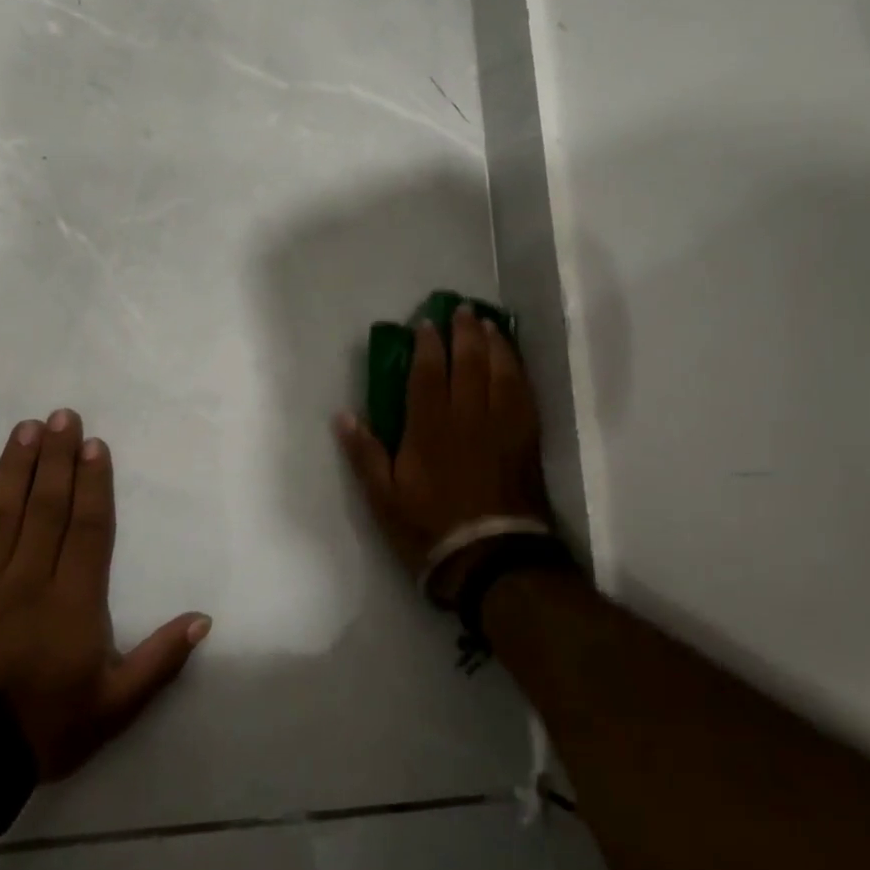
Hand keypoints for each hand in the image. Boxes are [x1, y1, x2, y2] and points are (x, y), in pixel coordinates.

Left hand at [0, 410, 211, 779]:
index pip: (87, 527)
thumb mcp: (115, 705)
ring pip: (1, 513)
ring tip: (26, 429)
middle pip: (46, 507)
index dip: (93, 483)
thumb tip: (203, 619)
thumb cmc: (43, 728)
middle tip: (62, 416)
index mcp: (73, 600)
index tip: (94, 445)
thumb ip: (160, 660)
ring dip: (15, 468)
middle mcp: (28, 579)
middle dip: (56, 458)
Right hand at [334, 305, 548, 601]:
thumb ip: (365, 454)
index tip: (426, 323)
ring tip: (490, 325)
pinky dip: (518, 371)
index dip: (427, 344)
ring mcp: (501, 426)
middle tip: (463, 310)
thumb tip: (343, 415)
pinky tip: (515, 362)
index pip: (428, 373)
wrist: (491, 558)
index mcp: (430, 427)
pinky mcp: (525, 439)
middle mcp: (468, 416)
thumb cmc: (430, 528)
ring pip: (501, 371)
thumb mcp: (383, 498)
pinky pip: (524, 394)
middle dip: (465, 332)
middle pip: (469, 362)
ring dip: (495, 343)